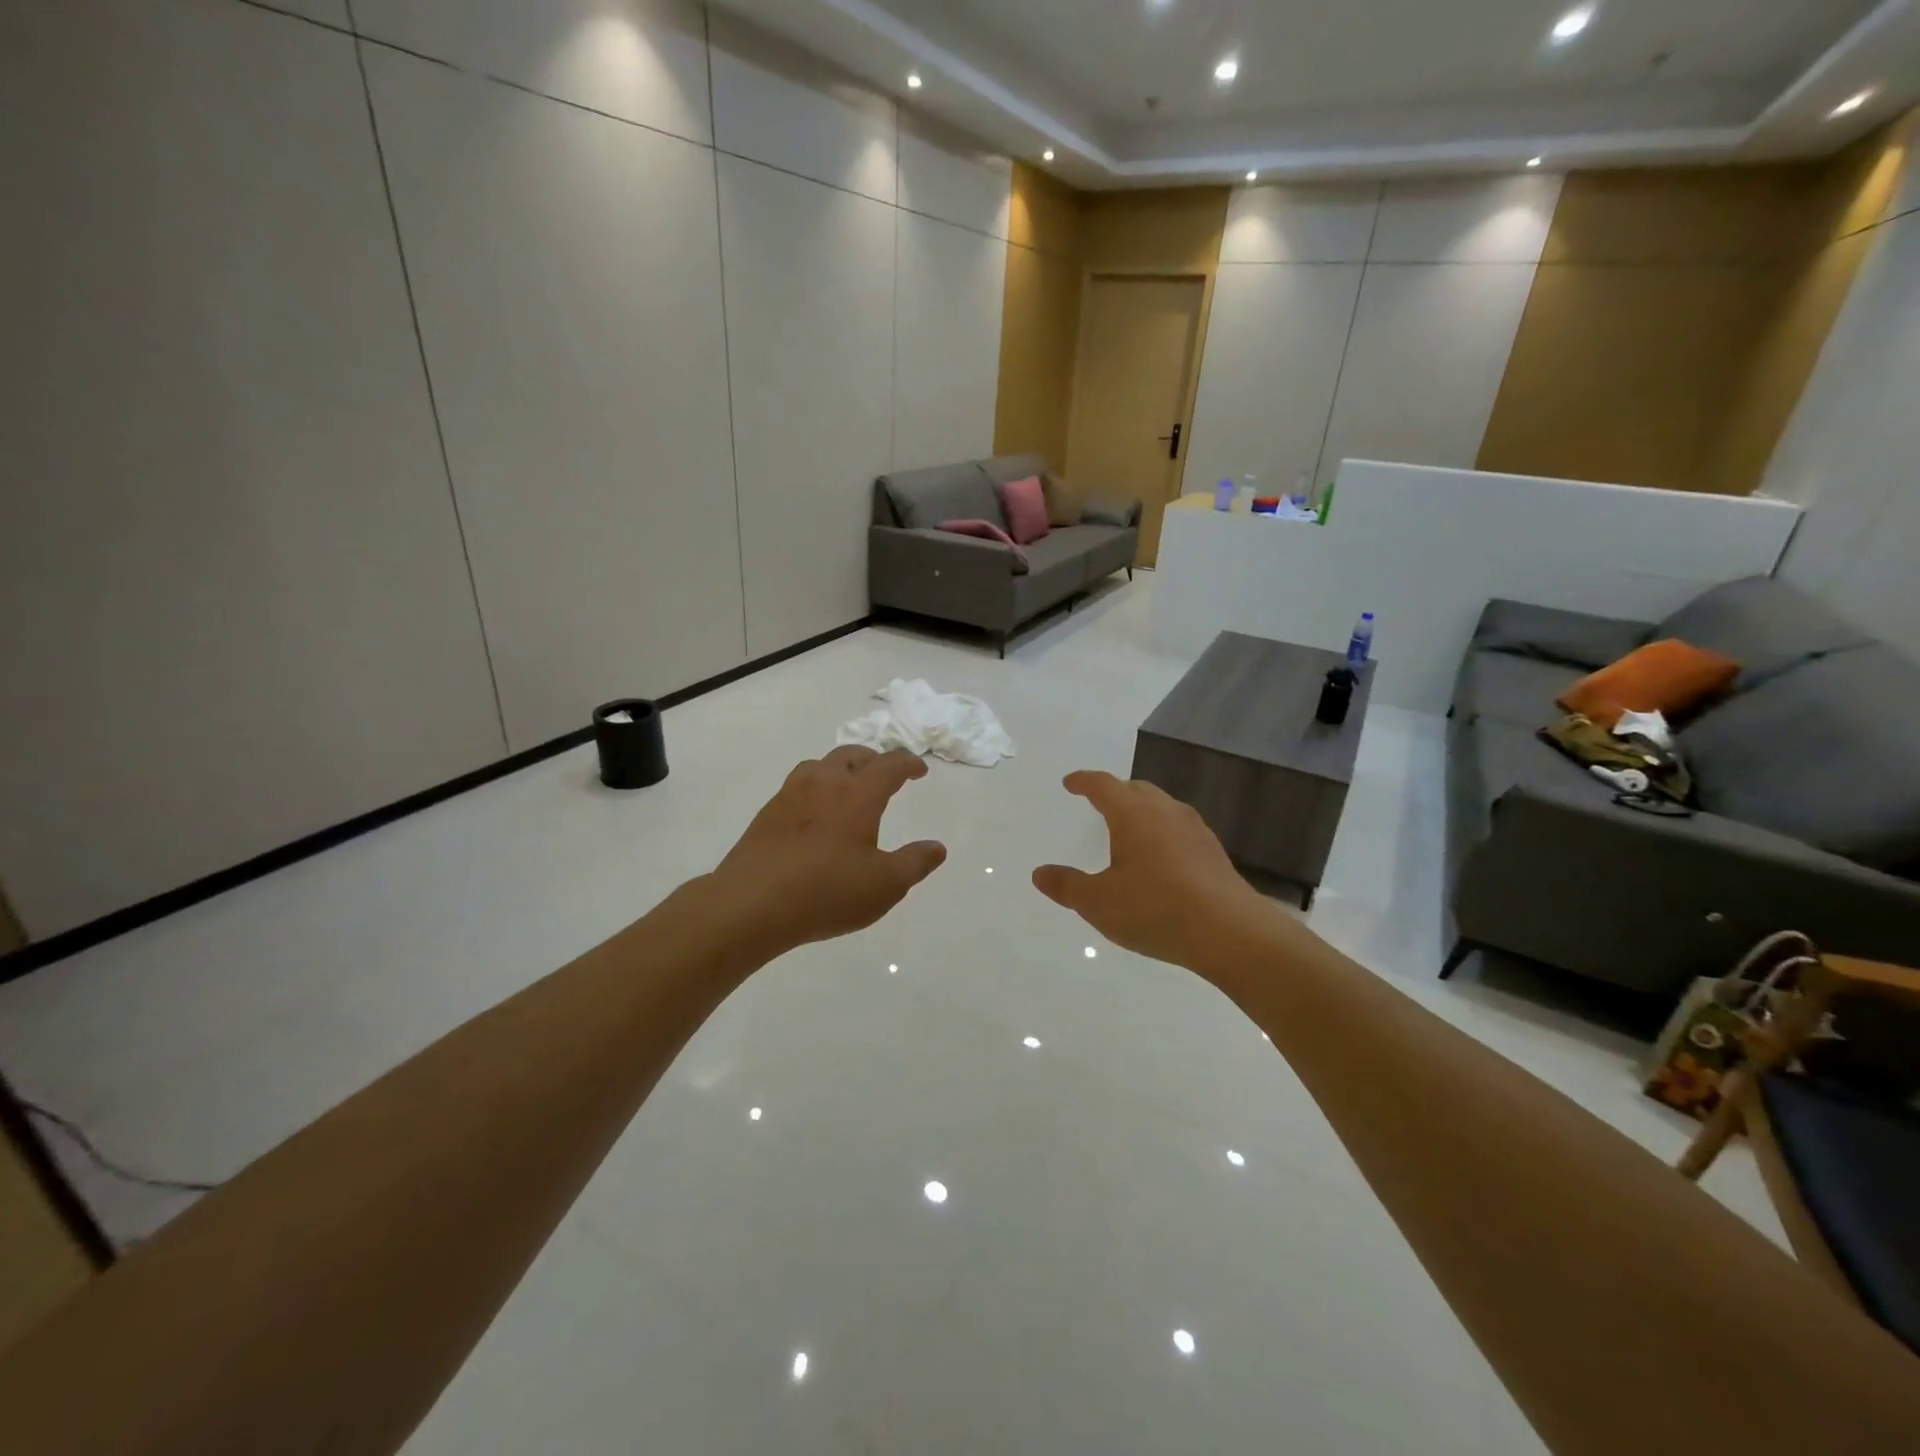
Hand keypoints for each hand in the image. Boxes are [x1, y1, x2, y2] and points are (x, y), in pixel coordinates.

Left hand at [712, 747, 946, 955]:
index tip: (919, 770)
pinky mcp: (767, 814)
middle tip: (885, 773)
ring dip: (840, 769)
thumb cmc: (827, 891)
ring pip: (819, 766)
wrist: (751, 904)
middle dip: (873, 759)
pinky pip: (797, 787)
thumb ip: (915, 863)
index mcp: (857, 794)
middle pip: (851, 755)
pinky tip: (814, 816)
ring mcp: (790, 795)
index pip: (889, 765)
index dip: (908, 764)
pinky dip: (815, 790)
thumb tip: (937, 847)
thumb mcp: (885, 885)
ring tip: (848, 788)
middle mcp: (824, 783)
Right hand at [1033, 771, 1282, 971]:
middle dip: (1114, 792)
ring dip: (1141, 810)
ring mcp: (1194, 829)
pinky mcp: (1213, 851)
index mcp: (1132, 814)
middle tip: (1099, 802)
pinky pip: (1179, 828)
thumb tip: (1039, 873)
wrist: (1230, 931)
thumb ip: (1067, 886)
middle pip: (1136, 789)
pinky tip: (1161, 857)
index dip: (1083, 781)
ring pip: (1161, 806)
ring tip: (1129, 829)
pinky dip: (1162, 831)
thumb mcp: (1098, 903)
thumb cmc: (1154, 910)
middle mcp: (1164, 811)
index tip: (1070, 783)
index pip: (1103, 785)